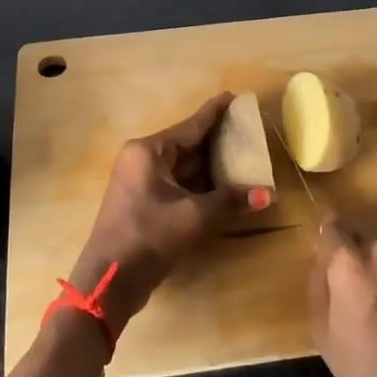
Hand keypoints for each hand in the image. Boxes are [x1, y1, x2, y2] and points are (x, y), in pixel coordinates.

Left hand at [68, 93, 263, 335]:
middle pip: (186, 144)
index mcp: (149, 151)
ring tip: (242, 156)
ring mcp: (140, 182)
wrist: (109, 280)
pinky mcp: (143, 203)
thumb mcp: (194, 216)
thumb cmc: (149, 236)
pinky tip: (223, 186)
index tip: (234, 95)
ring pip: (182, 166)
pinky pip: (177, 183)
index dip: (215, 112)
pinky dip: (199, 184)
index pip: (190, 125)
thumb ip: (230, 200)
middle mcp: (142, 159)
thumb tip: (266, 195)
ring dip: (210, 165)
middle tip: (247, 129)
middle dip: (216, 140)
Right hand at [308, 214, 376, 376]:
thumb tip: (321, 259)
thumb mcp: (323, 334)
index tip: (323, 245)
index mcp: (351, 266)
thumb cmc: (366, 376)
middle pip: (362, 241)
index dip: (326, 233)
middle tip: (352, 295)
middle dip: (354, 260)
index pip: (332, 226)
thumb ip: (318, 285)